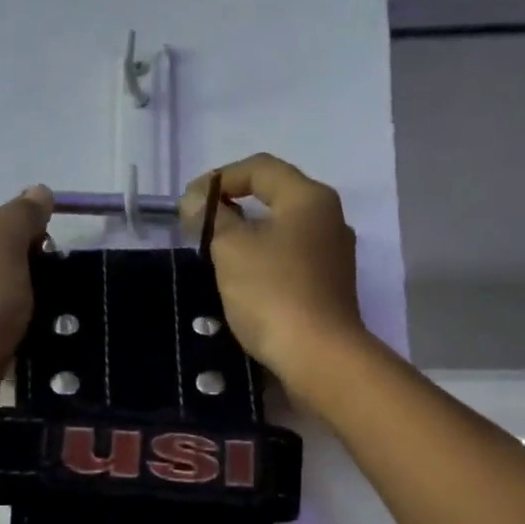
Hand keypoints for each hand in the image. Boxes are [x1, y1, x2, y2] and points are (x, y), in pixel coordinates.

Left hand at [0, 186, 52, 383]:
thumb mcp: (5, 246)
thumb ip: (22, 215)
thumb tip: (40, 191)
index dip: (27, 228)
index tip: (50, 253)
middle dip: (23, 264)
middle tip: (47, 285)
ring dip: (17, 296)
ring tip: (40, 312)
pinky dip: (6, 322)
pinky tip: (22, 332)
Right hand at [181, 155, 366, 389]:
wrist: (318, 356)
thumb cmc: (272, 292)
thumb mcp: (231, 248)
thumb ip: (212, 218)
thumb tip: (199, 201)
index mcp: (309, 198)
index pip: (260, 168)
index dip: (220, 178)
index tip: (190, 204)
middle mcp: (330, 219)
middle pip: (275, 198)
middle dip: (234, 208)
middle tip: (201, 229)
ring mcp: (334, 256)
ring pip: (283, 232)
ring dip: (249, 238)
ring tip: (218, 257)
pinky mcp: (330, 288)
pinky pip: (291, 262)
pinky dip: (265, 263)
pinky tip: (246, 284)